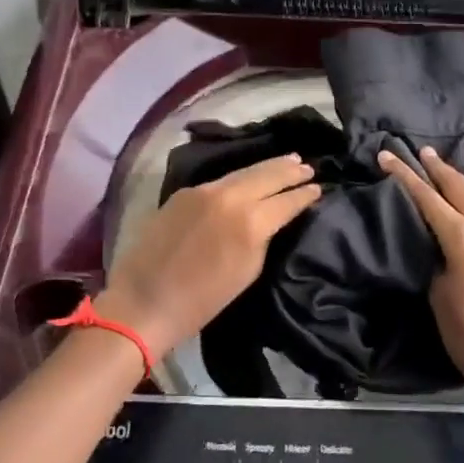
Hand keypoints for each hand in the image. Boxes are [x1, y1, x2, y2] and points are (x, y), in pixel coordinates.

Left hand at [96, 155, 320, 361]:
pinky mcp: (185, 191)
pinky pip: (221, 179)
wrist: (145, 301)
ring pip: (244, 172)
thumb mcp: (248, 271)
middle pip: (267, 175)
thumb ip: (265, 238)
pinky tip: (250, 176)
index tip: (319, 187)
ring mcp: (205, 190)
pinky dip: (241, 176)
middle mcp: (230, 197)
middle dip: (289, 170)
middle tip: (308, 166)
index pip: (286, 201)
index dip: (304, 194)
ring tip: (288, 161)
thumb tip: (275, 218)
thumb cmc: (202, 301)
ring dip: (268, 167)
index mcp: (250, 223)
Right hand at [380, 146, 463, 405]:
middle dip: (438, 168)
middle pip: (460, 186)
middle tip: (423, 152)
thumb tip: (440, 244)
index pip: (427, 196)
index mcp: (463, 235)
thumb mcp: (438, 293)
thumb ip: (437, 257)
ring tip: (446, 172)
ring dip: (462, 184)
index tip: (387, 155)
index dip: (405, 174)